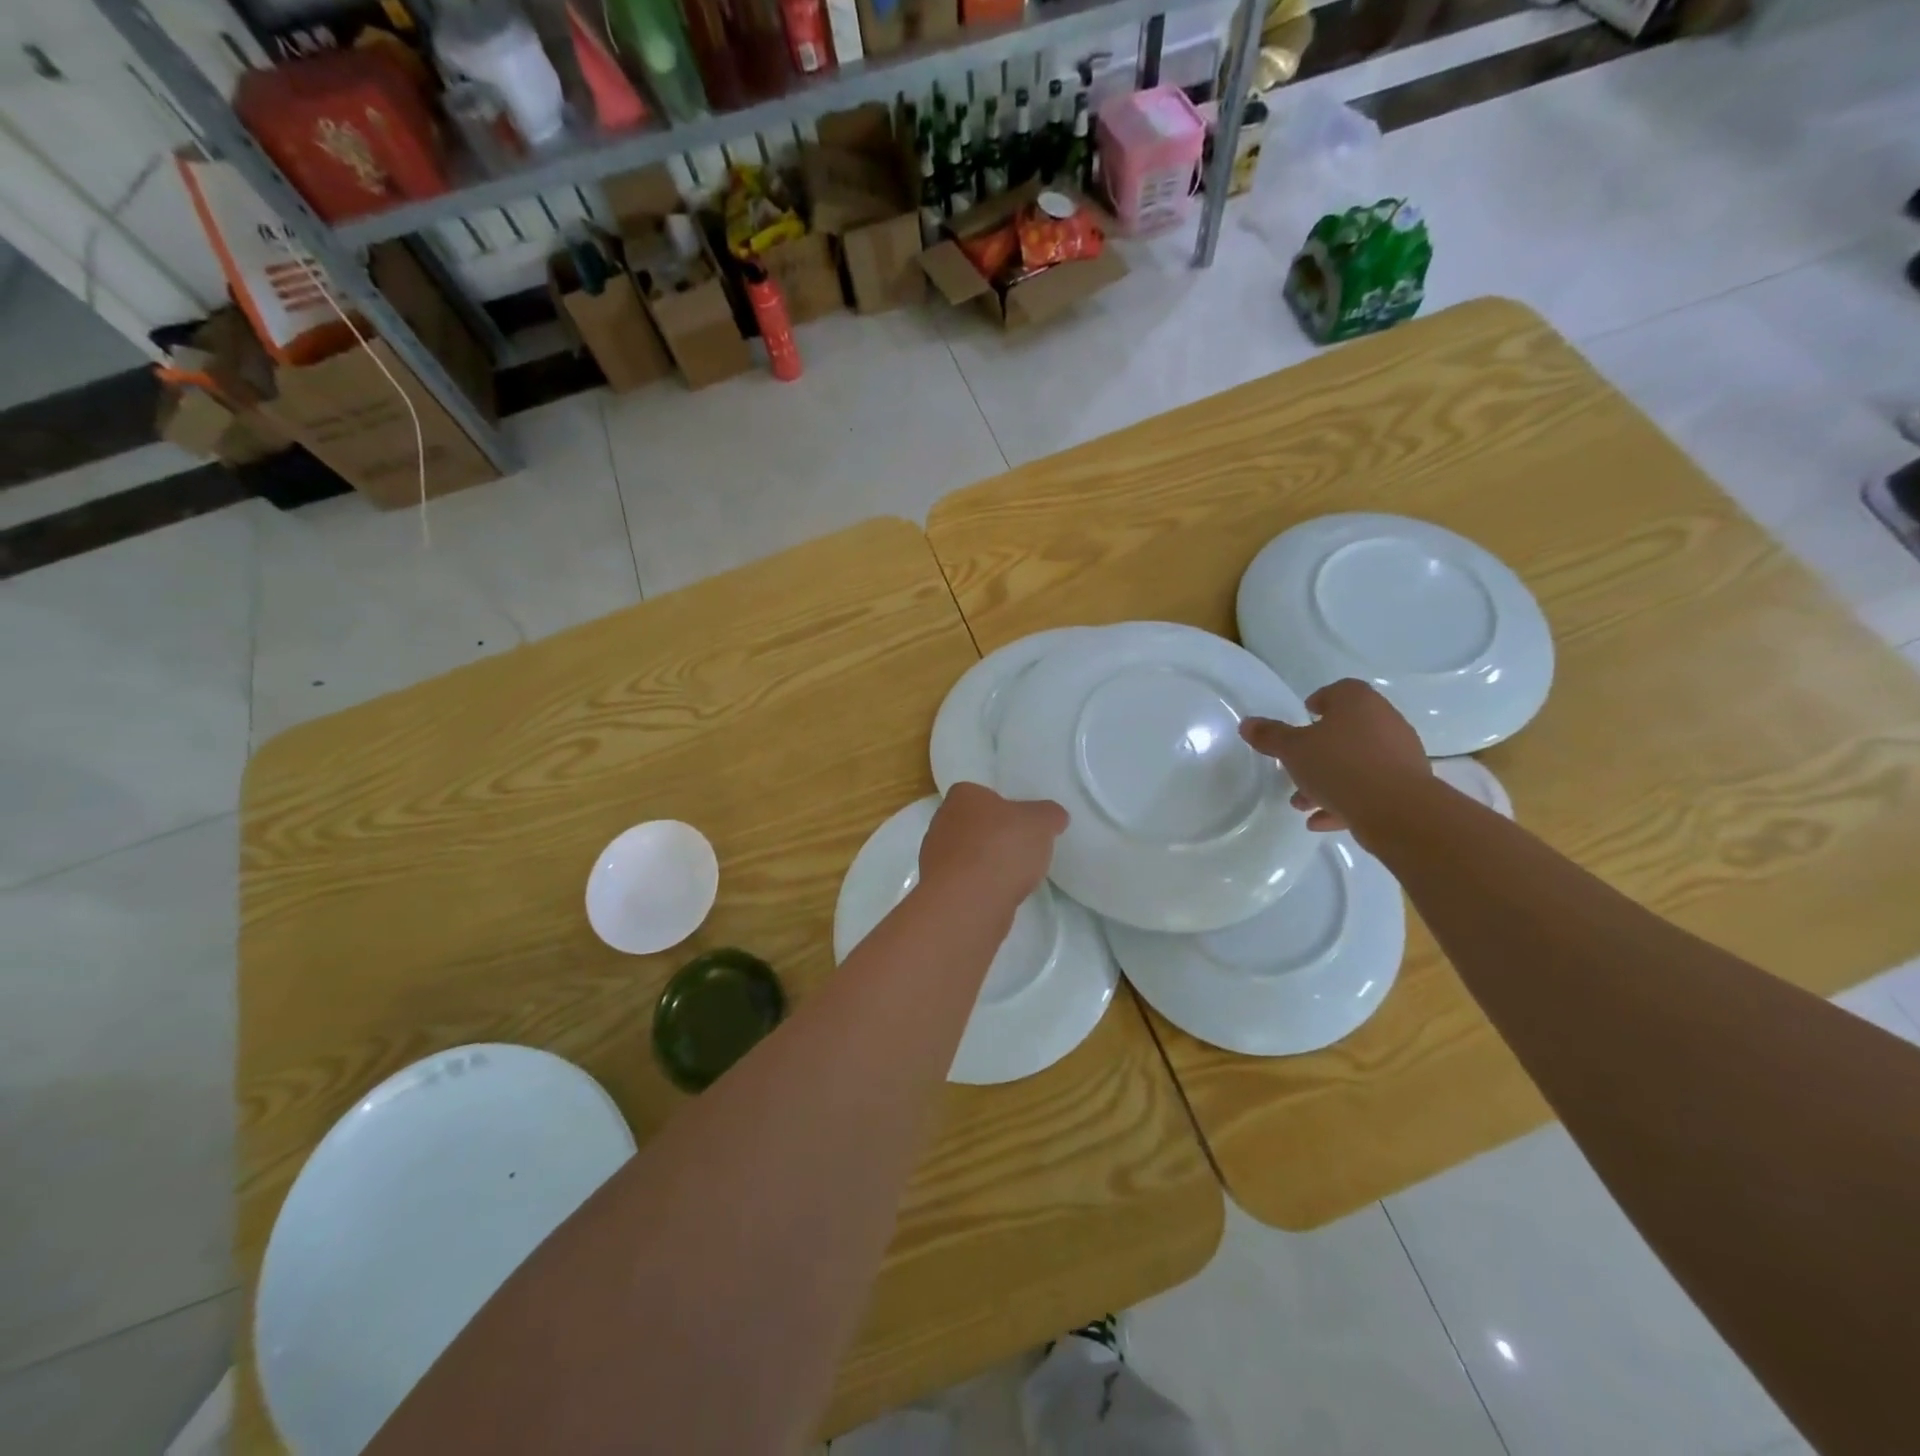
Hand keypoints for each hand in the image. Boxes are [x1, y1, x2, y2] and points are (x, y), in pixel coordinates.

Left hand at [919, 782, 1067, 909]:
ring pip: (967, 855)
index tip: (1021, 822)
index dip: (1001, 807)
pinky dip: (981, 887)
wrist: (969, 901)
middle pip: (972, 825)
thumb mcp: (1041, 823)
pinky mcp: (938, 889)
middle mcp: (941, 821)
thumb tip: (1055, 816)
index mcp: (961, 796)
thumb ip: (1049, 815)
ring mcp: (935, 857)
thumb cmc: (1002, 848)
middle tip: (1021, 849)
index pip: (979, 793)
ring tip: (1014, 877)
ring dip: (986, 864)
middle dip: (993, 836)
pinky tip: (999, 896)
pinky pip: (965, 882)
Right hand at [1240, 679, 1430, 833]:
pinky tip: (1320, 821)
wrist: (1398, 811)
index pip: (1338, 691)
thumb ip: (1270, 736)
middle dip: (1318, 750)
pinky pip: (1369, 788)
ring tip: (1301, 803)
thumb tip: (1247, 724)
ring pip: (1356, 762)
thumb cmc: (1340, 766)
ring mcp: (1399, 754)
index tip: (1302, 720)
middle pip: (1346, 729)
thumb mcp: (1293, 750)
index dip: (1319, 702)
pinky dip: (1345, 801)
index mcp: (1358, 703)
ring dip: (1328, 780)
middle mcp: (1384, 721)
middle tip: (1296, 766)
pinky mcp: (1407, 786)